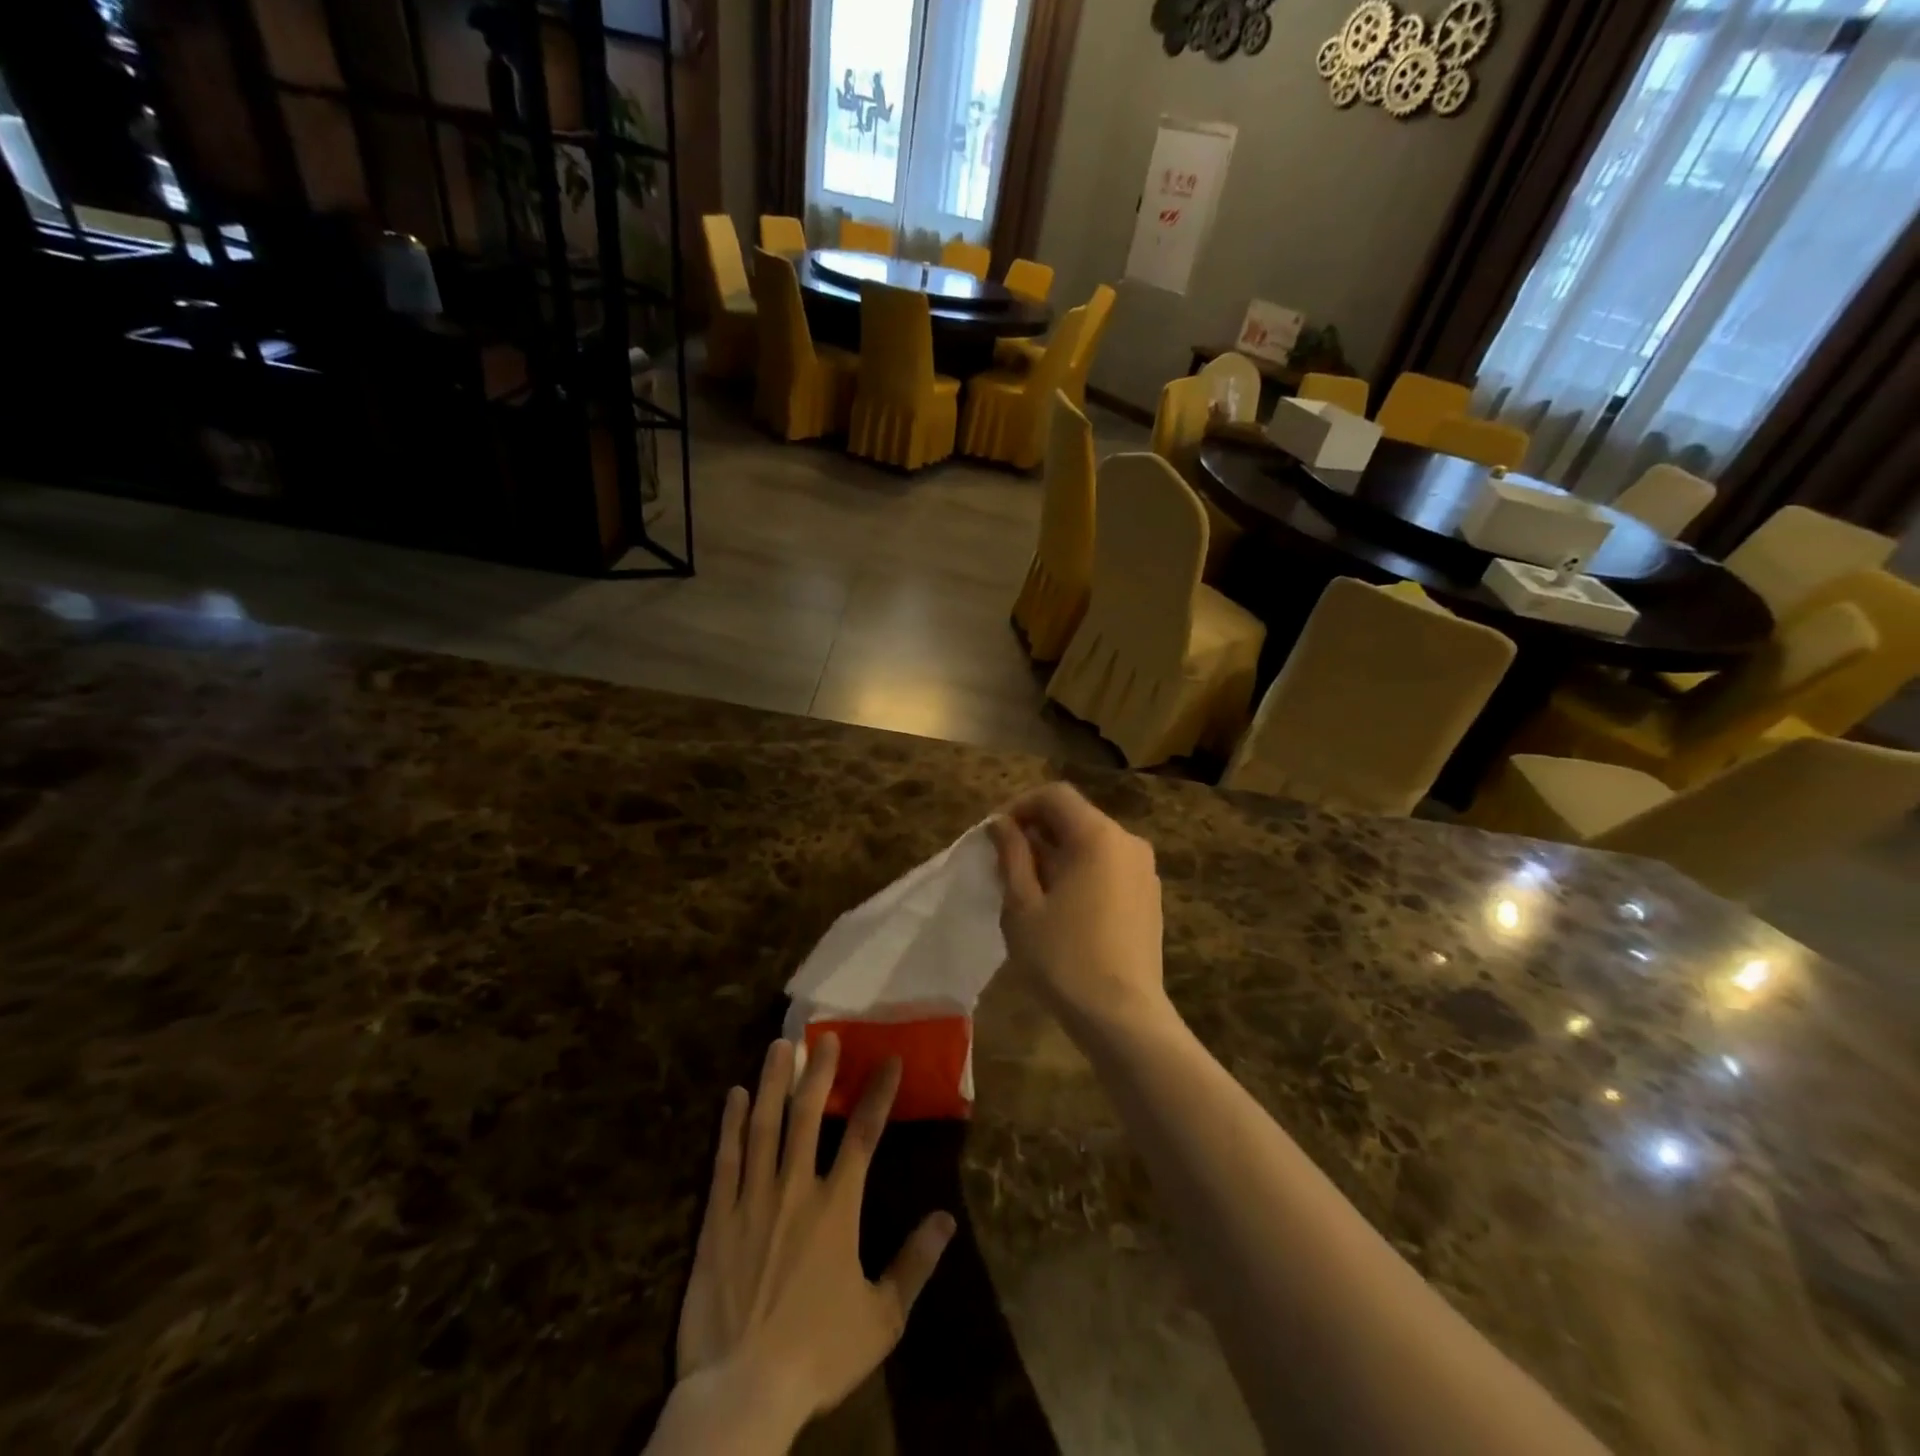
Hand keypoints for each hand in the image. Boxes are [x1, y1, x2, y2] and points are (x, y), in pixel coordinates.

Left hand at [670, 1035, 955, 1448]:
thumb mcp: (882, 1318)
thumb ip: (915, 1264)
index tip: (889, 1059)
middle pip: (807, 1116)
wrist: (742, 1394)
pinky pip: (725, 1160)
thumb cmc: (817, 1354)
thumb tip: (946, 1219)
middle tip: (824, 1036)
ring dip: (772, 1082)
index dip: (878, 1093)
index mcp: (837, 1208)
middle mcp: (795, 1189)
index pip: (864, 1135)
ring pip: (763, 1126)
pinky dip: (730, 1125)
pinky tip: (733, 1096)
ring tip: (779, 1046)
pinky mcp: (716, 1220)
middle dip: (818, 1072)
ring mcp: (752, 1200)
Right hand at [988, 783, 1173, 1036]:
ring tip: (1031, 890)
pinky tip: (1064, 908)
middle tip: (1007, 866)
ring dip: (1058, 853)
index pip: (1055, 795)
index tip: (996, 836)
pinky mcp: (1150, 897)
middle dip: (1037, 832)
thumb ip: (1012, 854)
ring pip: (1093, 843)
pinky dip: (1082, 872)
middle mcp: (1128, 842)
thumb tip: (1001, 823)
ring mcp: (1144, 871)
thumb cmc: (1063, 957)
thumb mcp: (1022, 905)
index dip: (1020, 806)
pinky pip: (1109, 867)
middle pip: (1076, 817)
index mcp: (1098, 836)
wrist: (1123, 1016)